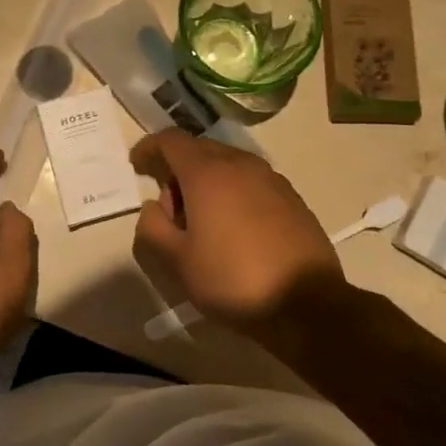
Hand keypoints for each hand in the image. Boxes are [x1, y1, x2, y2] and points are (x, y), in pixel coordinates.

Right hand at [130, 130, 345, 339]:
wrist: (308, 305)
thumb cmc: (233, 280)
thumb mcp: (178, 261)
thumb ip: (153, 227)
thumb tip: (154, 207)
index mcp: (207, 173)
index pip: (170, 140)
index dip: (149, 148)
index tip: (137, 165)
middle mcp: (240, 164)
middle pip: (199, 150)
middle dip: (177, 170)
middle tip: (169, 210)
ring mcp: (270, 178)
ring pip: (227, 164)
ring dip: (206, 181)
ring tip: (202, 223)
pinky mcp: (291, 197)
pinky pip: (250, 181)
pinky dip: (232, 192)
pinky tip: (234, 229)